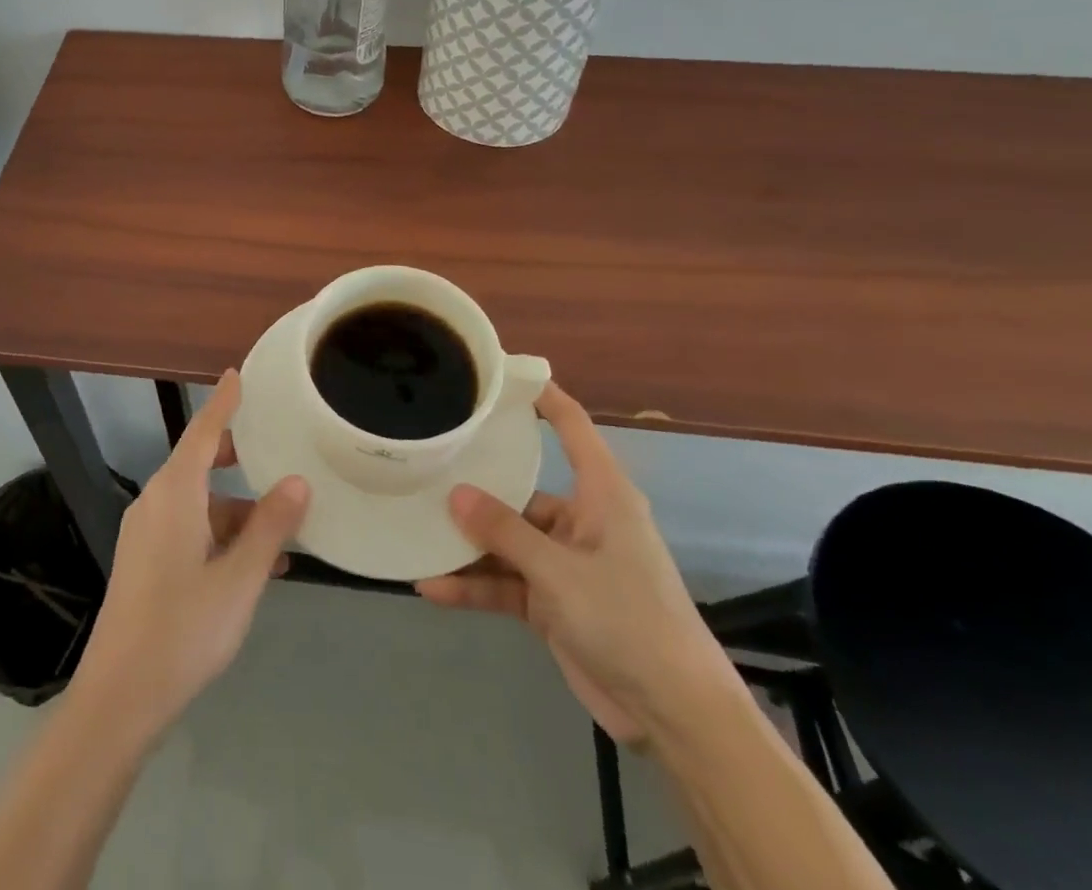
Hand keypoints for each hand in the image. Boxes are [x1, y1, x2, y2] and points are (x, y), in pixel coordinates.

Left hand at [71, 370, 309, 742]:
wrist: (119, 699)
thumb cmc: (183, 629)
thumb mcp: (239, 579)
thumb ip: (270, 527)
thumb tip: (298, 481)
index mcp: (174, 494)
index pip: (202, 431)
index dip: (223, 402)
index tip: (237, 374)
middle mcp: (155, 503)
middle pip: (198, 463)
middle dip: (235, 457)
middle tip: (274, 450)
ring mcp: (145, 534)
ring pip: (197, 503)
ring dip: (235, 510)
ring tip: (281, 532)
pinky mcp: (144, 562)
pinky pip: (187, 529)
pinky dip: (219, 534)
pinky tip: (252, 566)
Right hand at [415, 383, 737, 747]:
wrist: (675, 716)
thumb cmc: (629, 619)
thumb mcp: (560, 572)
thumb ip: (505, 532)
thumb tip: (454, 494)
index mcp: (601, 494)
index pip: (571, 426)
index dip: (540, 396)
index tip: (498, 375)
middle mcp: (581, 519)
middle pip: (521, 488)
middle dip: (476, 484)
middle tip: (426, 462)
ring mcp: (565, 562)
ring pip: (507, 540)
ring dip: (468, 543)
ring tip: (416, 529)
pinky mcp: (553, 602)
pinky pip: (506, 583)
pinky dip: (475, 586)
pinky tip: (432, 587)